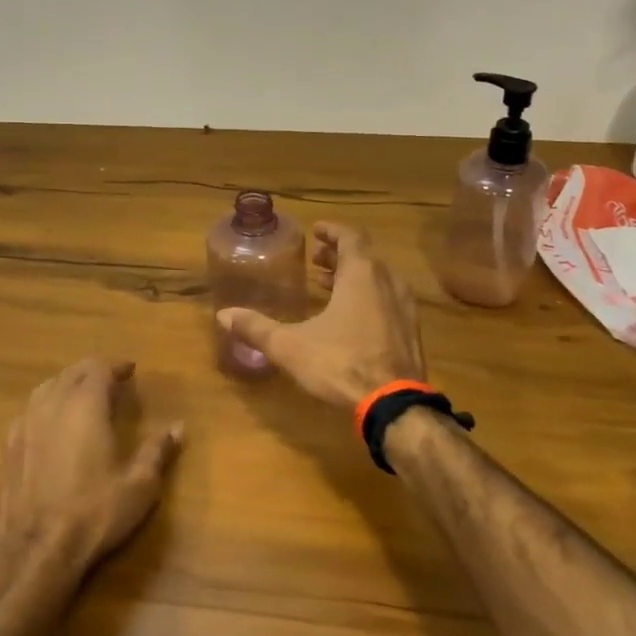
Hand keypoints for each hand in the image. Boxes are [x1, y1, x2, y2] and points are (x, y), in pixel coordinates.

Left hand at [0, 358, 183, 578]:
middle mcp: (52, 406)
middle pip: (71, 373)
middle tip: (111, 381)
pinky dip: (45, 406)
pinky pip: (28, 411)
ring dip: (66, 385)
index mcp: (85, 406)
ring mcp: (25, 425)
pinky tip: (50, 424)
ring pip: (46, 388)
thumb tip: (179, 427)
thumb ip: (158, 451)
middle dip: (92, 371)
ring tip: (82, 396)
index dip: (115, 366)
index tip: (130, 370)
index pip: (98, 368)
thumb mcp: (139, 485)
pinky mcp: (8, 448)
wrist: (36, 551)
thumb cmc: (94, 513)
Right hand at [216, 223, 425, 408]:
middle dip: (339, 254)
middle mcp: (388, 283)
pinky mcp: (411, 332)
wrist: (394, 405)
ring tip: (328, 284)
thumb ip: (257, 328)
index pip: (351, 237)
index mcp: (362, 275)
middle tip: (317, 259)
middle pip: (365, 256)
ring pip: (378, 279)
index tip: (316, 230)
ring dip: (354, 276)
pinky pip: (388, 300)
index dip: (333, 231)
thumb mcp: (290, 346)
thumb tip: (224, 314)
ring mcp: (404, 307)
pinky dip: (368, 297)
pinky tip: (351, 317)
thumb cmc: (341, 364)